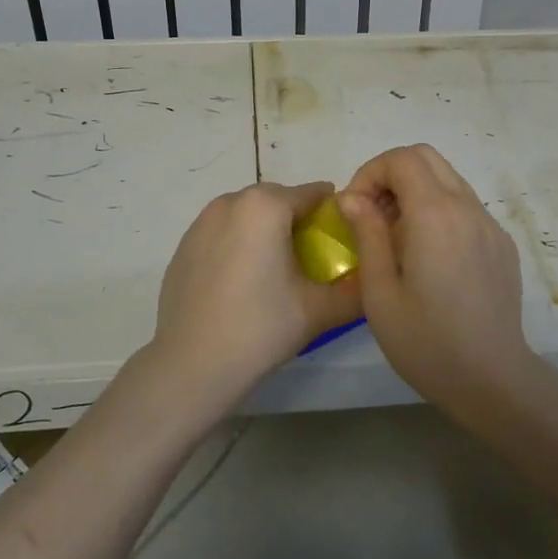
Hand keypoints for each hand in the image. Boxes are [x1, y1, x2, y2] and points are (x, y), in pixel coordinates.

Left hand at [148, 181, 361, 414]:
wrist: (191, 364)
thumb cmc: (260, 328)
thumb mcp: (319, 310)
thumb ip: (356, 290)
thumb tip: (374, 278)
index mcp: (266, 206)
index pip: (312, 194)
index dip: (332, 214)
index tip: (342, 241)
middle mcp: (231, 202)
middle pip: (278, 200)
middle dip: (297, 221)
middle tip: (311, 260)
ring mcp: (201, 222)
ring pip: (247, 215)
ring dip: (265, 231)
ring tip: (275, 273)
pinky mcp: (183, 246)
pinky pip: (222, 233)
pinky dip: (237, 245)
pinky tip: (242, 284)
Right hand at [338, 145, 530, 411]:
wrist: (492, 380)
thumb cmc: (426, 341)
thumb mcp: (379, 291)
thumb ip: (367, 233)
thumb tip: (352, 197)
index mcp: (435, 215)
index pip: (402, 159)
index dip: (371, 173)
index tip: (356, 209)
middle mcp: (467, 208)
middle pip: (427, 157)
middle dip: (392, 174)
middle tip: (373, 215)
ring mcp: (490, 225)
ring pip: (448, 179)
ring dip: (416, 191)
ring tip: (397, 237)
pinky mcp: (501, 244)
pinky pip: (465, 207)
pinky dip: (439, 211)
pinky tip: (429, 257)